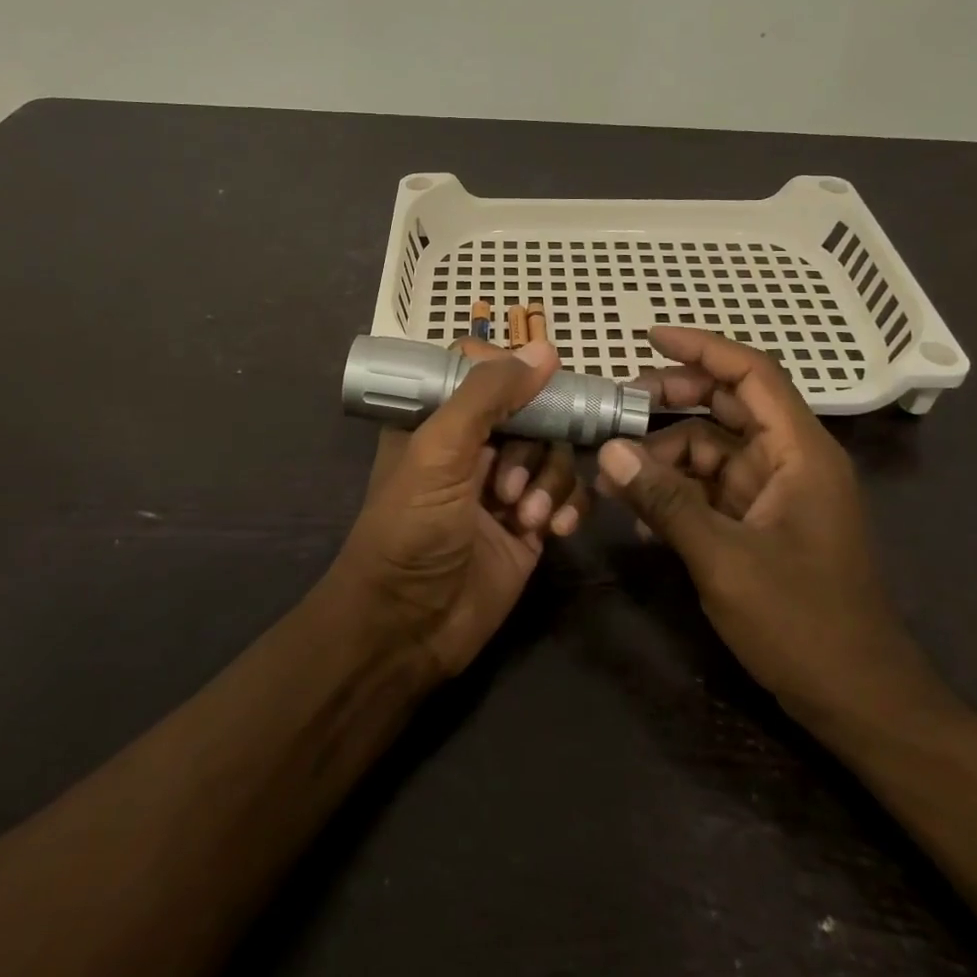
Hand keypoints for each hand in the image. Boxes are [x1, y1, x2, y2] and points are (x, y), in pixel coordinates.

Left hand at [335, 339, 590, 679]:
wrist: (408, 628)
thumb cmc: (411, 529)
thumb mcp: (439, 451)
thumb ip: (488, 396)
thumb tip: (544, 349)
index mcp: (439, 420)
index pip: (484, 372)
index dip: (514, 373)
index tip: (541, 382)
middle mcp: (474, 447)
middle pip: (532, 411)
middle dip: (534, 444)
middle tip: (511, 484)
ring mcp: (506, 486)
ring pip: (555, 452)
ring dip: (550, 480)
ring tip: (525, 516)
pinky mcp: (531, 525)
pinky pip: (568, 494)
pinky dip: (568, 506)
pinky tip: (554, 531)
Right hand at [594, 327, 943, 734]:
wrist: (859, 703)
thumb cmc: (803, 624)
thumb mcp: (724, 559)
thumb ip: (665, 500)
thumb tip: (609, 451)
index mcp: (800, 452)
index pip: (752, 374)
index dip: (702, 348)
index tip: (649, 337)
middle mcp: (789, 461)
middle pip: (727, 406)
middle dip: (671, 402)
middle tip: (616, 409)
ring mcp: (775, 494)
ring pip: (711, 450)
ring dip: (664, 457)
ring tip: (614, 478)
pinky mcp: (761, 524)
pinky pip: (711, 490)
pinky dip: (677, 493)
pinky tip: (641, 519)